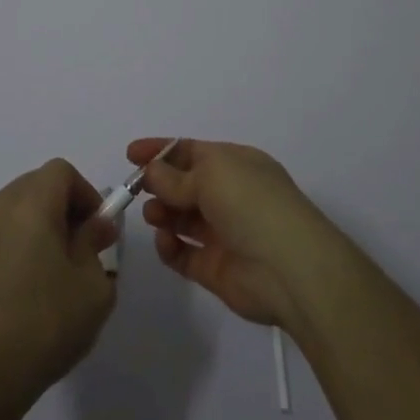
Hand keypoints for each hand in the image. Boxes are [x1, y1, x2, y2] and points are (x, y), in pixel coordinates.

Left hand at [0, 159, 118, 419]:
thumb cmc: (46, 324)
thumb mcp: (93, 286)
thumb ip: (96, 244)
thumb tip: (95, 226)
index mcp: (30, 203)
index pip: (61, 171)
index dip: (85, 193)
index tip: (96, 229)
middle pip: (35, 186)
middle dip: (61, 208)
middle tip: (78, 249)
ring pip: (12, 210)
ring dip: (35, 226)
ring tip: (49, 271)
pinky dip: (11, 245)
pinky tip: (20, 289)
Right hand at [129, 137, 339, 330]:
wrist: (289, 268)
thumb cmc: (251, 204)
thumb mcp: (212, 174)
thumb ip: (175, 175)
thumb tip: (151, 171)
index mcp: (236, 164)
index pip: (192, 152)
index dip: (161, 151)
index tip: (130, 154)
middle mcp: (230, 196)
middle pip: (184, 185)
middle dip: (159, 185)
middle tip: (138, 189)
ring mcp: (223, 233)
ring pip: (181, 219)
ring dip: (162, 213)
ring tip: (154, 216)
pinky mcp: (215, 268)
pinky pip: (183, 254)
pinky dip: (169, 247)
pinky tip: (165, 241)